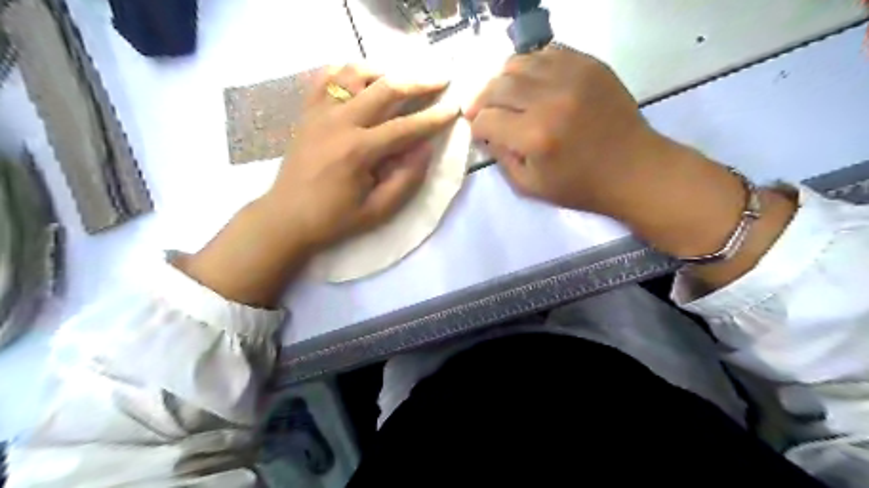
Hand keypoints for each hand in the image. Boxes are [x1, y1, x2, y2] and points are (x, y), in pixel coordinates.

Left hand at [265, 65, 456, 250]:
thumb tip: (426, 148)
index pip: (405, 127)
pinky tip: (361, 79)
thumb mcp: (377, 211)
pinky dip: (346, 72)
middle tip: (440, 79)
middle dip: (418, 82)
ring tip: (401, 79)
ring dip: (383, 72)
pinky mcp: (307, 113)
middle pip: (384, 89)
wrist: (286, 218)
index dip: (434, 118)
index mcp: (358, 151)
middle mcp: (339, 123)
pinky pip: (326, 78)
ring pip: (354, 73)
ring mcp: (319, 113)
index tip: (454, 107)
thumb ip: (406, 180)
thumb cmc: (334, 219)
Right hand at [469, 46, 669, 216]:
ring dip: (504, 79)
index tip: (481, 133)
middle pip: (498, 86)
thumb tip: (487, 133)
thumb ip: (501, 159)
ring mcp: (572, 76)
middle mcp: (550, 100)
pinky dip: (532, 66)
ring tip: (506, 95)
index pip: (487, 119)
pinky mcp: (590, 65)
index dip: (477, 127)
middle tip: (483, 111)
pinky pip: (548, 52)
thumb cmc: (580, 186)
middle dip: (482, 100)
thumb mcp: (530, 186)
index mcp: (535, 136)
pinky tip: (533, 82)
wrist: (633, 169)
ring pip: (519, 62)